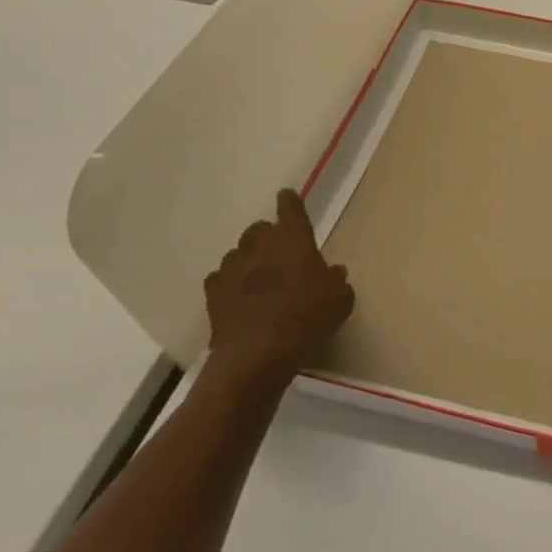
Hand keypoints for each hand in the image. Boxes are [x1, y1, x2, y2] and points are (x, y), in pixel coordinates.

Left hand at [202, 188, 354, 398]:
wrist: (256, 356)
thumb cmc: (306, 319)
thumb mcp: (339, 301)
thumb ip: (336, 281)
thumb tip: (332, 273)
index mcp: (292, 239)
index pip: (290, 208)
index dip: (290, 202)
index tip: (287, 196)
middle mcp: (259, 246)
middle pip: (259, 229)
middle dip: (268, 235)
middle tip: (280, 252)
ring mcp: (231, 269)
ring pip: (238, 253)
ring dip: (248, 260)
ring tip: (258, 278)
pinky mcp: (212, 295)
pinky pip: (220, 279)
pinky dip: (229, 283)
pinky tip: (237, 297)